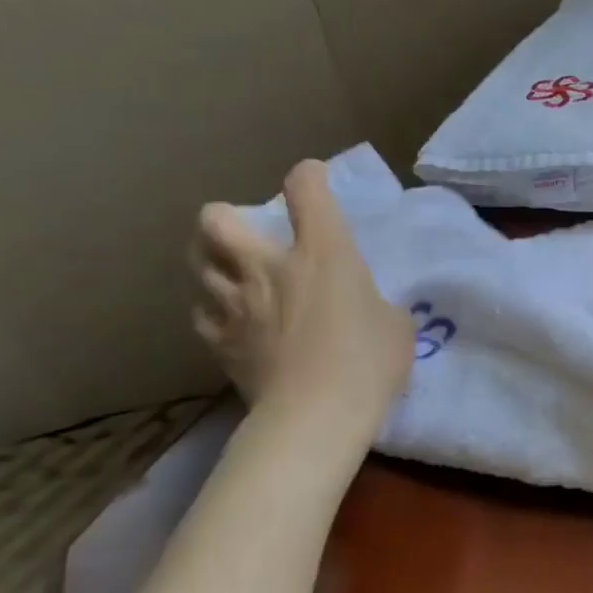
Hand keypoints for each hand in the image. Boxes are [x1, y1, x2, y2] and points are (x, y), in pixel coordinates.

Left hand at [191, 161, 413, 440]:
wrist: (316, 415)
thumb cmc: (369, 361)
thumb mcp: (395, 324)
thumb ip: (374, 301)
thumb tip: (361, 306)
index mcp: (323, 252)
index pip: (306, 191)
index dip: (309, 177)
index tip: (313, 180)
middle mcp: (268, 266)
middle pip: (218, 219)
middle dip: (227, 217)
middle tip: (248, 233)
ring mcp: (235, 303)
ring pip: (198, 262)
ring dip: (214, 261)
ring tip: (234, 274)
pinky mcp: (219, 340)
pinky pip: (202, 311)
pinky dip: (214, 308)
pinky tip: (232, 319)